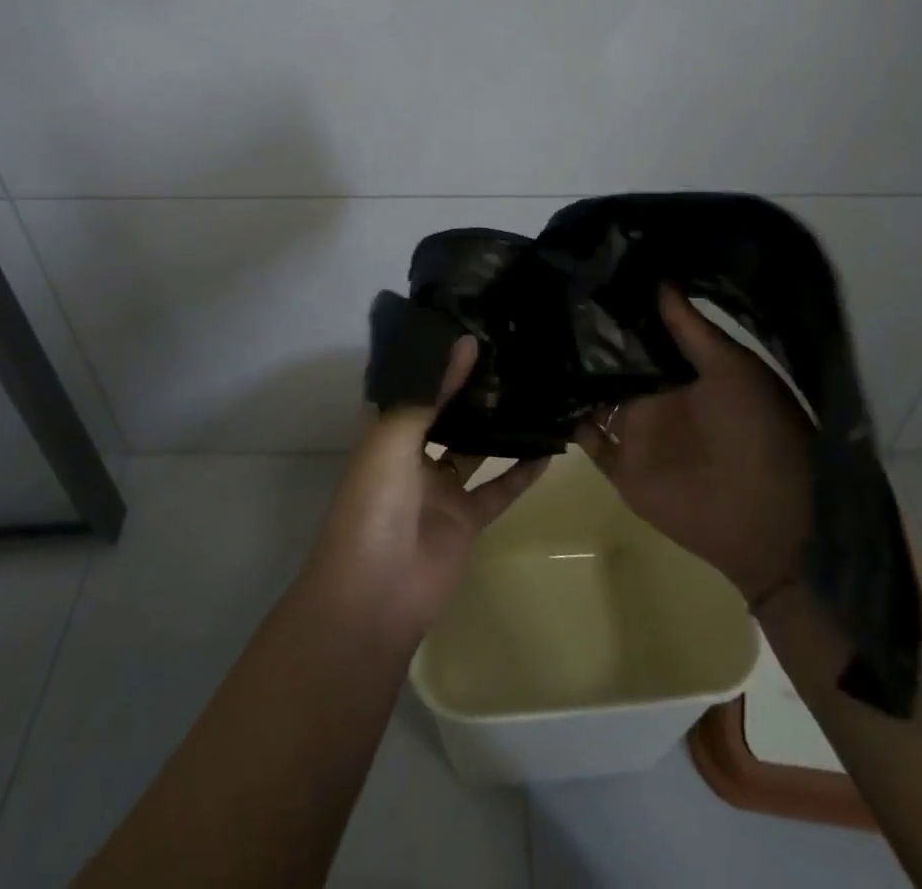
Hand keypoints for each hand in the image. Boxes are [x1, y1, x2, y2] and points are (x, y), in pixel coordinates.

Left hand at [304, 337, 547, 641]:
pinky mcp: (466, 518)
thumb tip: (464, 343)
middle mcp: (412, 454)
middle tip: (507, 351)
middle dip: (470, 387)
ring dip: (498, 424)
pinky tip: (549, 449)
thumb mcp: (393, 439)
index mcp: (385, 432)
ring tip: (531, 387)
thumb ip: (429, 394)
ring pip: (475, 448)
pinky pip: (499, 488)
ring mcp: (441, 488)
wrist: (375, 596)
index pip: (410, 386)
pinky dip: (522, 472)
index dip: (432, 360)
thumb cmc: (372, 506)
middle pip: (445, 413)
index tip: (464, 325)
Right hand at [576, 285, 814, 605]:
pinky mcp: (623, 468)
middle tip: (549, 303)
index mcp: (682, 372)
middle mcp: (655, 397)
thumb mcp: (734, 370)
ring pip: (595, 397)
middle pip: (611, 363)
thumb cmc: (762, 433)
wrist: (772, 521)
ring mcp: (637, 433)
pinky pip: (588, 441)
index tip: (588, 277)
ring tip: (535, 340)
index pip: (641, 334)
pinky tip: (545, 394)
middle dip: (585, 339)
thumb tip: (660, 279)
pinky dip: (569, 422)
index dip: (618, 310)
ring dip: (572, 377)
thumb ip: (693, 330)